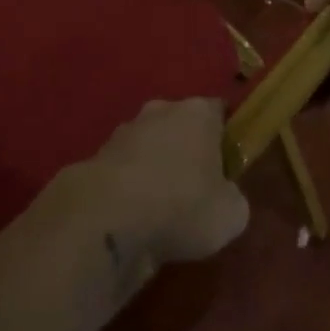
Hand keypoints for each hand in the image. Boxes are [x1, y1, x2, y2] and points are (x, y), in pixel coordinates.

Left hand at [80, 98, 248, 281]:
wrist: (107, 219)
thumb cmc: (182, 206)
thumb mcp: (231, 214)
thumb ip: (233, 198)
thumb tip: (225, 196)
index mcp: (198, 113)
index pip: (219, 111)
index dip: (226, 136)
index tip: (229, 163)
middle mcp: (160, 111)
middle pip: (181, 125)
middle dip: (188, 149)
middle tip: (198, 186)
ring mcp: (124, 131)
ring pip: (149, 145)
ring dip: (156, 167)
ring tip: (163, 207)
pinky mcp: (97, 157)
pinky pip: (125, 170)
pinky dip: (130, 187)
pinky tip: (135, 215)